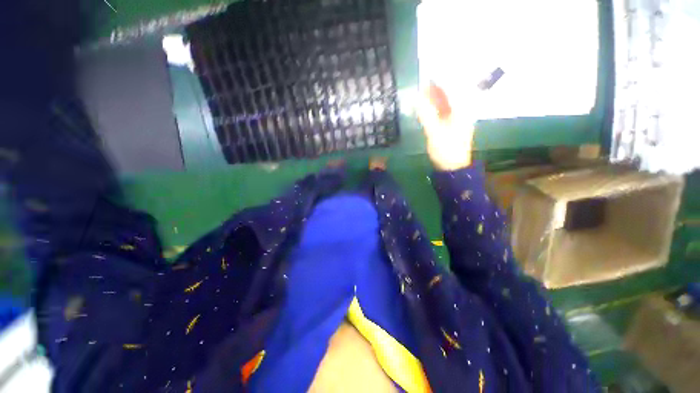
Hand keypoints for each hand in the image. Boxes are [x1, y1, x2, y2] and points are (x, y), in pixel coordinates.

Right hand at [417, 83, 474, 170]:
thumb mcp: (434, 132)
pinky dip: (436, 109)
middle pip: (450, 96)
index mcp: (461, 111)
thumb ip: (426, 115)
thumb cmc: (446, 150)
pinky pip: (444, 113)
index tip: (427, 77)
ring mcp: (457, 120)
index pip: (451, 90)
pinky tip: (428, 109)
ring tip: (422, 95)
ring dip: (435, 99)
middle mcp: (461, 112)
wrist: (453, 167)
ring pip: (447, 105)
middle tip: (422, 86)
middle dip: (436, 90)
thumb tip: (416, 99)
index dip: (439, 83)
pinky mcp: (452, 127)